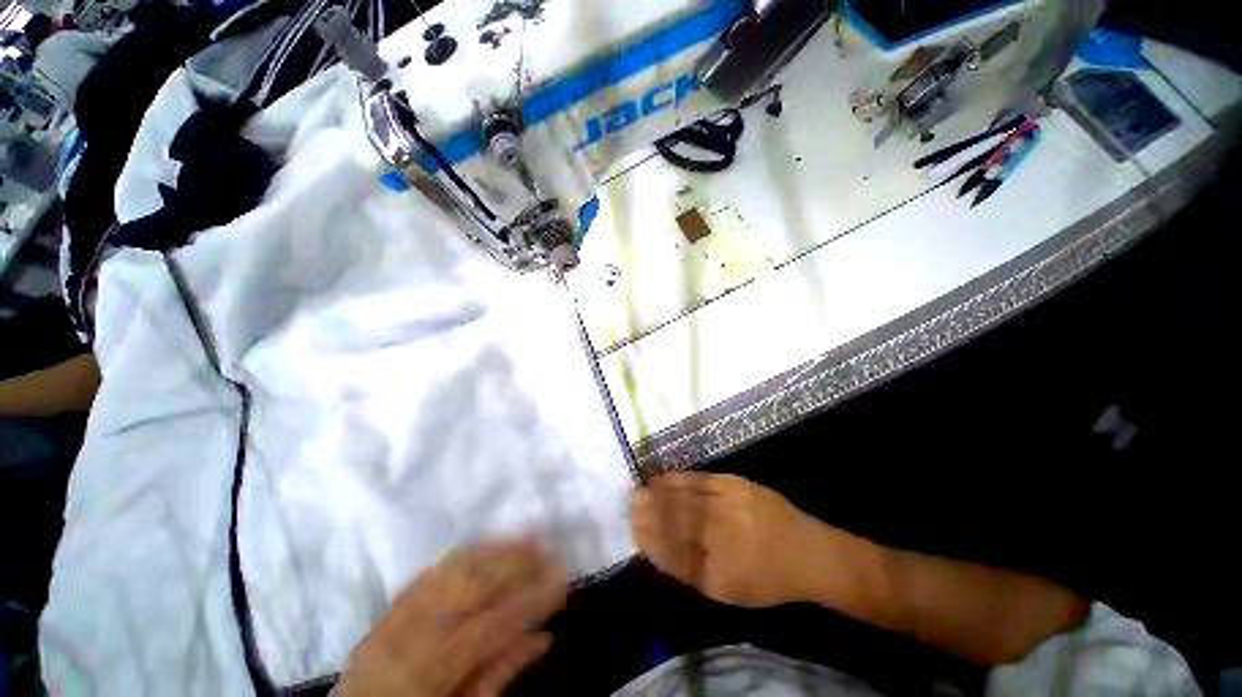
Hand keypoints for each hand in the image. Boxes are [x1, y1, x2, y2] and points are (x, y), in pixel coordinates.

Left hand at [335, 541, 566, 696]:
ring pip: (452, 569)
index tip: (563, 578)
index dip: (534, 596)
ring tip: (527, 534)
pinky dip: (463, 555)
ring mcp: (397, 615)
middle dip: (517, 559)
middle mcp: (414, 634)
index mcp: (435, 669)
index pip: (496, 621)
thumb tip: (544, 638)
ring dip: (496, 547)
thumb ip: (502, 675)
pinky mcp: (388, 609)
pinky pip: (430, 572)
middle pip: (475, 582)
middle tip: (549, 544)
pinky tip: (486, 545)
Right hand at [630, 473, 833, 607]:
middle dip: (648, 512)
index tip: (631, 530)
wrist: (808, 551)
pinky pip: (700, 479)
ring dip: (658, 494)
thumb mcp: (728, 591)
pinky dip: (678, 478)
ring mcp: (729, 505)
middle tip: (627, 503)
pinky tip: (662, 477)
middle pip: (676, 521)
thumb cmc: (767, 579)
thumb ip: (690, 572)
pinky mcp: (735, 484)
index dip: (650, 539)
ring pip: (685, 498)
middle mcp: (722, 534)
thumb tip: (656, 551)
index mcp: (719, 569)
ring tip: (638, 489)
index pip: (674, 552)